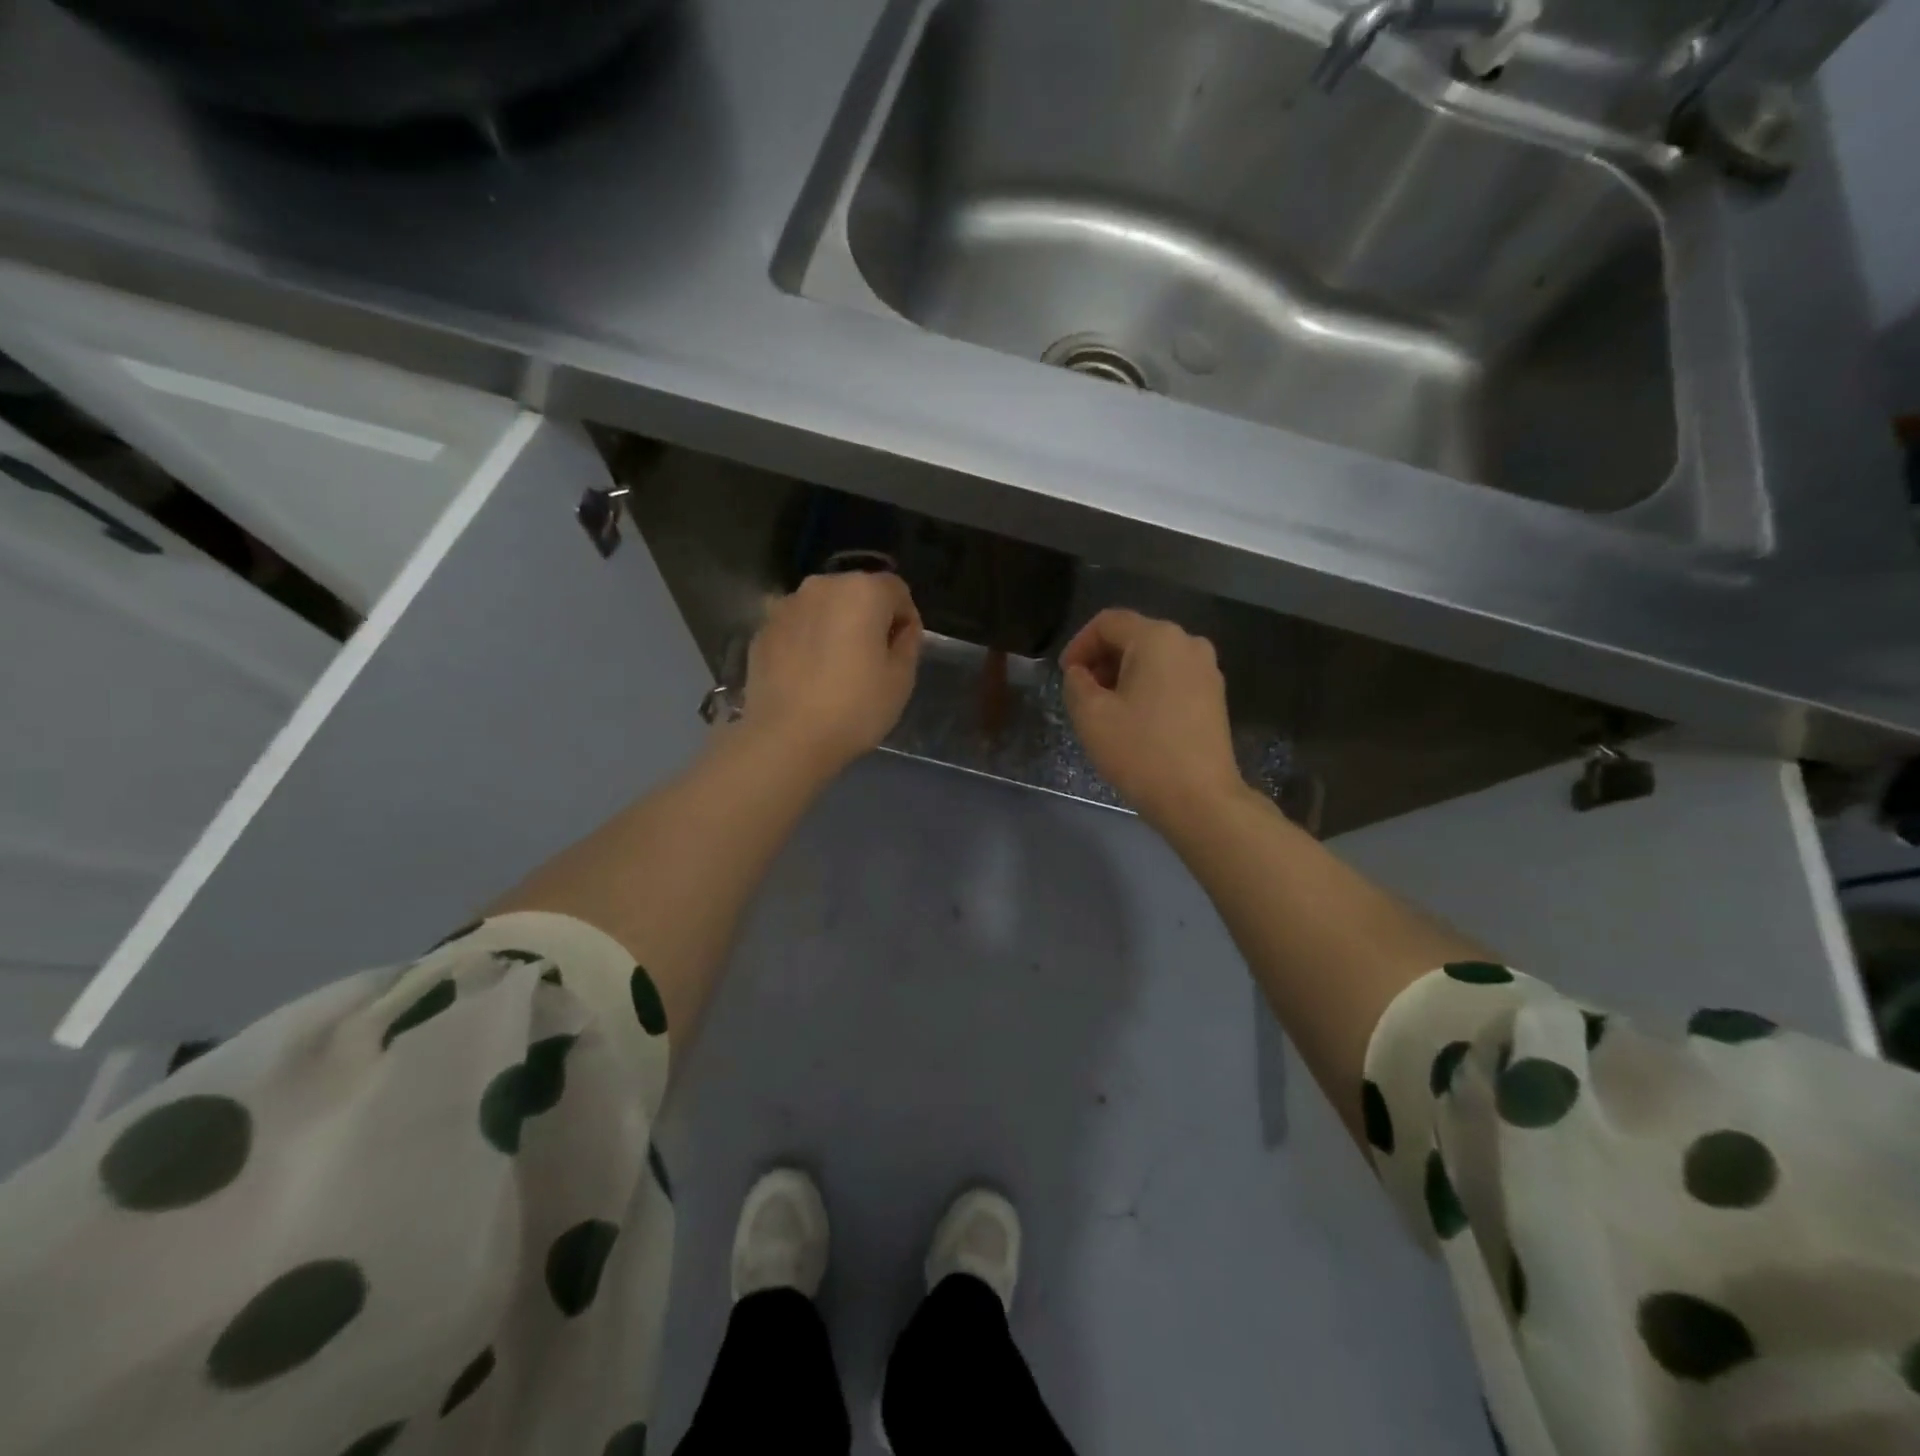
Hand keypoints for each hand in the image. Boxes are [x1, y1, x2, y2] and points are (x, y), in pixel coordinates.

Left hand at [739, 571, 923, 775]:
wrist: (786, 739)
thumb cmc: (854, 708)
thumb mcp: (901, 679)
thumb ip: (908, 643)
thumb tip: (901, 629)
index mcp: (862, 591)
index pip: (896, 590)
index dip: (905, 618)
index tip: (903, 650)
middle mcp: (821, 586)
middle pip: (856, 592)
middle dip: (868, 617)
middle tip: (872, 659)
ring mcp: (785, 606)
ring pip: (823, 608)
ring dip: (835, 627)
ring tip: (836, 667)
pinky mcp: (762, 631)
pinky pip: (796, 628)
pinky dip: (806, 641)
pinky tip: (807, 675)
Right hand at [1061, 608, 1244, 827]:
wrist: (1199, 798)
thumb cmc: (1140, 751)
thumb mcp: (1091, 715)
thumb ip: (1076, 683)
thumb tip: (1081, 673)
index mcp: (1157, 638)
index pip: (1107, 622)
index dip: (1079, 644)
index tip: (1065, 676)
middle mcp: (1188, 642)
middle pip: (1133, 636)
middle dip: (1101, 660)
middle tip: (1082, 693)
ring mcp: (1207, 669)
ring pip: (1153, 658)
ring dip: (1123, 674)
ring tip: (1106, 709)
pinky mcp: (1214, 695)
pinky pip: (1172, 677)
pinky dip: (1147, 687)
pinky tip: (1135, 719)